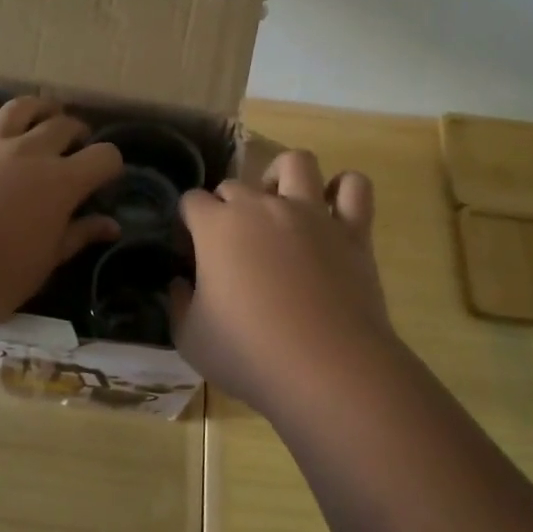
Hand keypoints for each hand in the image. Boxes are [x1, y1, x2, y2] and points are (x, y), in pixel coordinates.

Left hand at [0, 95, 122, 330]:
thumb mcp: (45, 263)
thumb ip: (78, 236)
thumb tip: (111, 225)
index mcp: (60, 183)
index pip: (102, 158)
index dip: (110, 164)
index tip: (106, 176)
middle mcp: (28, 154)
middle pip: (61, 126)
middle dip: (76, 131)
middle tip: (77, 142)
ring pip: (16, 110)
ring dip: (35, 107)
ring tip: (43, 112)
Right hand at [172, 150, 395, 416]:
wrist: (326, 369)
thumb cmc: (248, 354)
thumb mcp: (189, 337)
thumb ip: (178, 303)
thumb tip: (180, 283)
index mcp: (217, 227)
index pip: (191, 201)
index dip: (187, 224)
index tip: (190, 255)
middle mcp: (262, 207)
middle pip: (235, 184)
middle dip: (225, 206)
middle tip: (229, 245)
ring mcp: (311, 214)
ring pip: (296, 162)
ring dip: (281, 176)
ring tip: (278, 204)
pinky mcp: (352, 231)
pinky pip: (354, 187)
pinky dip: (342, 190)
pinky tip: (330, 209)